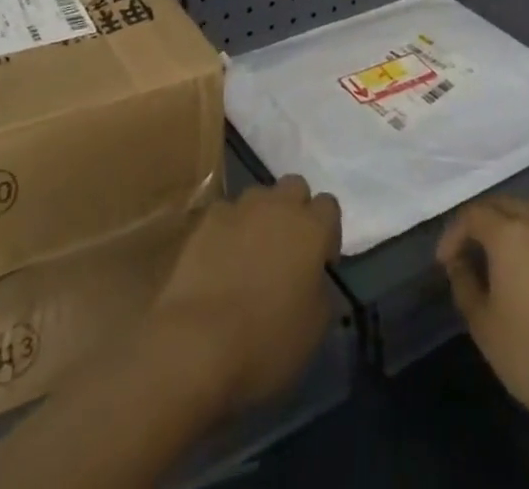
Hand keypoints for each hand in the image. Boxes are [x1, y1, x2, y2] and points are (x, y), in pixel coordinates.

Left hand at [146, 175, 341, 416]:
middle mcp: (279, 205)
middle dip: (295, 209)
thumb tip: (316, 278)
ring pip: (259, 196)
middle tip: (288, 248)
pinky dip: (229, 230)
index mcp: (312, 228)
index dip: (327, 232)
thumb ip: (322, 289)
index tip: (320, 262)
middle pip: (295, 187)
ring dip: (261, 216)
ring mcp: (240, 207)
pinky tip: (221, 260)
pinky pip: (226, 214)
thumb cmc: (267, 340)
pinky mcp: (208, 219)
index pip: (329, 206)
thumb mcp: (315, 327)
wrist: (198, 342)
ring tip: (251, 253)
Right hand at [438, 195, 528, 437]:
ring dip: (508, 218)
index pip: (472, 215)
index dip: (453, 234)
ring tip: (497, 248)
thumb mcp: (485, 326)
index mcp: (508, 232)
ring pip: (528, 206)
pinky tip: (528, 262)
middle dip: (478, 221)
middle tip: (465, 251)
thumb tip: (459, 263)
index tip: (443, 262)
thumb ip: (465, 286)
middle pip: (500, 204)